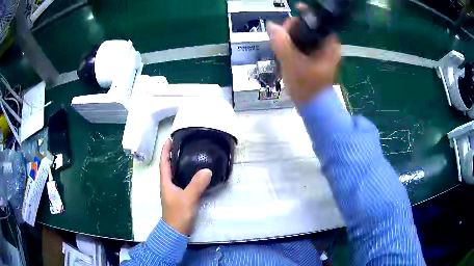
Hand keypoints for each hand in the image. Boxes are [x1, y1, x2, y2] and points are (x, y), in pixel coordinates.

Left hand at [159, 139, 211, 234]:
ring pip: (174, 173)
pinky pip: (181, 181)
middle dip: (172, 154)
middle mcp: (167, 184)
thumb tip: (207, 170)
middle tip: (182, 144)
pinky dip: (185, 174)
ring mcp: (173, 191)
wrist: (176, 231)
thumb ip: (197, 184)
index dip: (165, 150)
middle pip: (168, 166)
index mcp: (166, 182)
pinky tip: (193, 174)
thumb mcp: (188, 198)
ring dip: (178, 163)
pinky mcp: (179, 197)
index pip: (164, 162)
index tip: (170, 139)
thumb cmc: (178, 214)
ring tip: (188, 155)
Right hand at [267, 3, 340, 105]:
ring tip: (279, 44)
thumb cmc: (306, 86)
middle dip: (293, 28)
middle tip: (280, 35)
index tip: (291, 15)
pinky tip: (283, 49)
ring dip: (290, 37)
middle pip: (310, 28)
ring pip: (305, 37)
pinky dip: (293, 45)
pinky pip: (303, 45)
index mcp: (329, 45)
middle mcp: (327, 47)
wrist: (312, 107)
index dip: (305, 16)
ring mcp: (321, 53)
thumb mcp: (292, 63)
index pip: (319, 22)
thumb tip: (271, 25)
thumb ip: (281, 43)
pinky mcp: (314, 59)